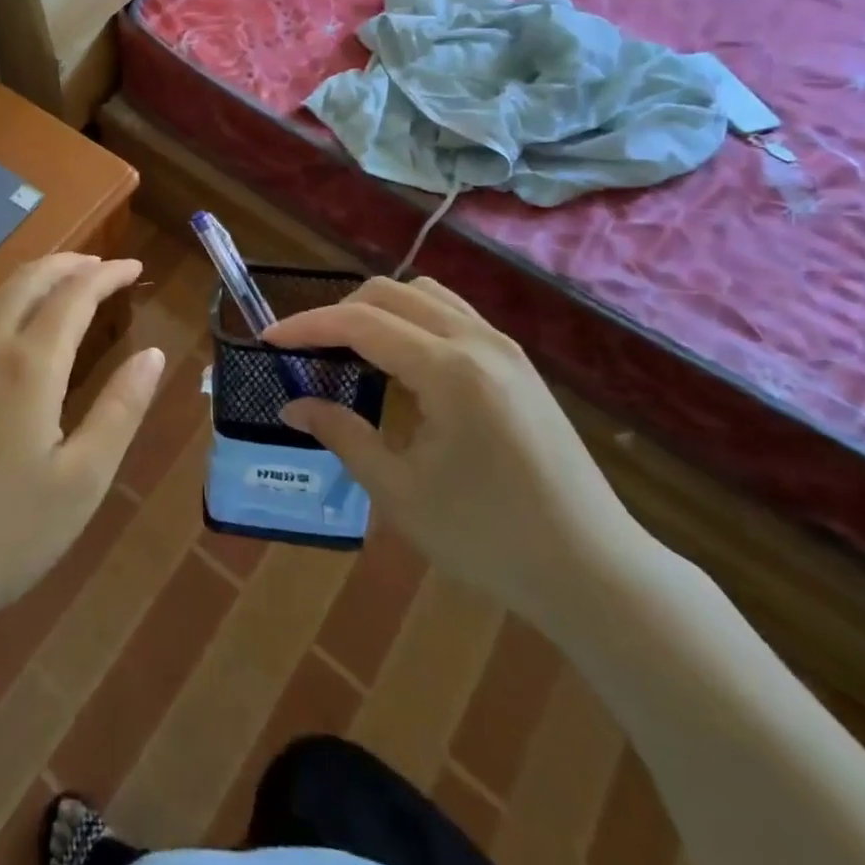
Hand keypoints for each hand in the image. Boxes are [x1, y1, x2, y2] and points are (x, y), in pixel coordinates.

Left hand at [0, 253, 163, 639]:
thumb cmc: (3, 536)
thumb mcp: (82, 481)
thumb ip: (121, 410)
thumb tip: (153, 355)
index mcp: (28, 366)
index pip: (74, 295)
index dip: (107, 274)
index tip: (133, 266)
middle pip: (27, 281)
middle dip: (67, 264)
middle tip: (99, 266)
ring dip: (32, 281)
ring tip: (61, 287)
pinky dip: (2, 307)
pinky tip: (10, 333)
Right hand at [265, 276, 645, 625]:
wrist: (595, 571)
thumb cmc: (491, 539)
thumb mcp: (401, 493)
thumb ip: (343, 435)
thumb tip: (293, 405)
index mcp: (449, 370)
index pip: (361, 323)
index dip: (308, 325)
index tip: (269, 338)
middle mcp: (478, 340)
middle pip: (390, 293)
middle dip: (339, 311)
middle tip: (307, 350)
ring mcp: (504, 347)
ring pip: (424, 295)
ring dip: (377, 309)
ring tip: (350, 349)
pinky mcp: (517, 363)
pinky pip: (451, 314)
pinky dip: (411, 320)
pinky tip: (400, 362)